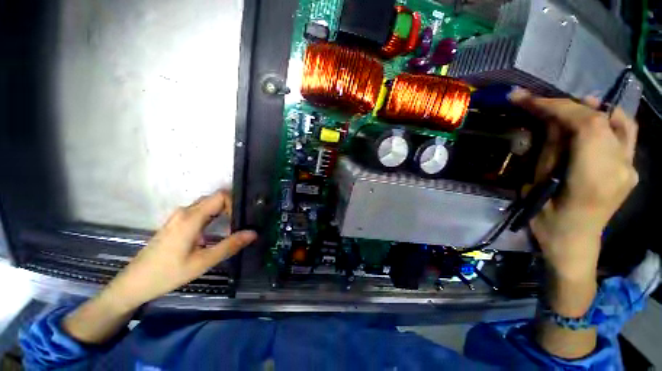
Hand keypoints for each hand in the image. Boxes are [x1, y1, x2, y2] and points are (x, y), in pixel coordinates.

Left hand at [104, 190, 256, 310]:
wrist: (134, 283)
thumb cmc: (168, 273)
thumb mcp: (202, 262)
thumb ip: (230, 245)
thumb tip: (254, 233)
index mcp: (191, 218)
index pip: (220, 196)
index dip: (235, 203)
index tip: (242, 219)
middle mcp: (185, 211)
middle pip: (215, 198)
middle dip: (232, 207)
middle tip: (244, 221)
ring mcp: (179, 216)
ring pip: (207, 204)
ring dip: (223, 211)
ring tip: (236, 224)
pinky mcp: (176, 222)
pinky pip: (200, 211)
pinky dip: (214, 215)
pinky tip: (219, 228)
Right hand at [510, 89, 637, 280]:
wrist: (574, 244)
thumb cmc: (548, 219)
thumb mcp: (538, 185)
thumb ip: (550, 150)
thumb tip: (548, 121)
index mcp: (595, 175)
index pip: (585, 124)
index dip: (556, 106)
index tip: (528, 99)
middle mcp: (620, 167)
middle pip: (602, 119)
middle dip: (569, 105)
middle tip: (542, 104)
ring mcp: (630, 168)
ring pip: (620, 123)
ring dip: (592, 109)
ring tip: (570, 108)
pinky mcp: (630, 170)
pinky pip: (624, 135)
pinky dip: (607, 122)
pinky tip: (591, 124)